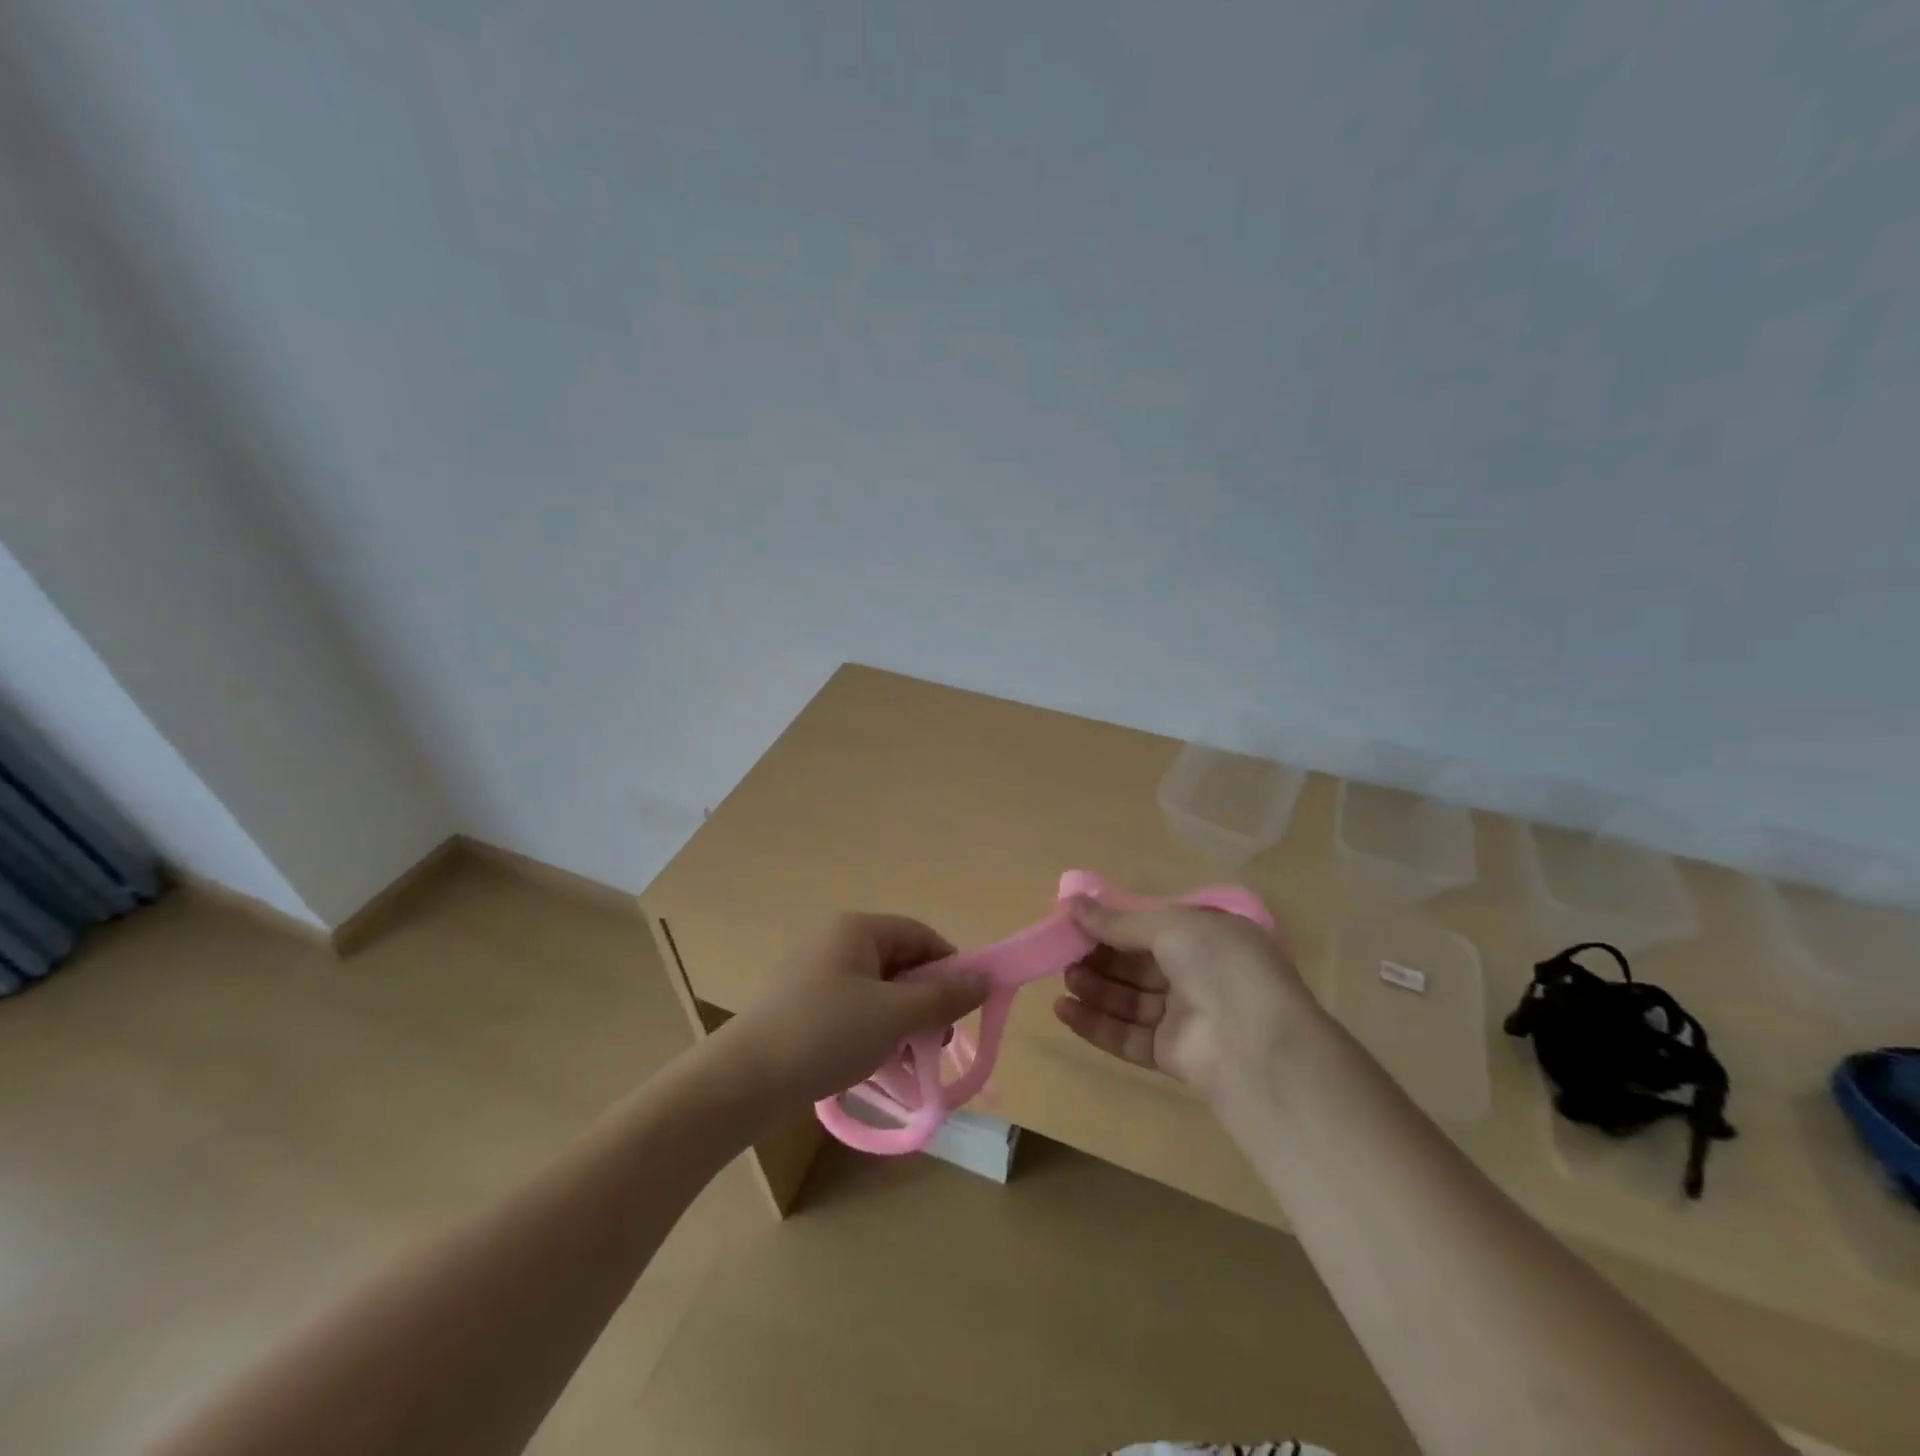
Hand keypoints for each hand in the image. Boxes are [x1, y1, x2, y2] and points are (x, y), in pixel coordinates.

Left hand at [727, 913, 989, 1105]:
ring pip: (878, 992)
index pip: (920, 935)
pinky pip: (853, 1011)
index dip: (950, 967)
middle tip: (936, 1043)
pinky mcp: (802, 1007)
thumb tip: (984, 979)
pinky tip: (878, 1067)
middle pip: (899, 964)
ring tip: (909, 1063)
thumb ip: (943, 997)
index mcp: (857, 930)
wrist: (742, 1081)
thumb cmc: (825, 1034)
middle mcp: (835, 942)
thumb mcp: (894, 1016)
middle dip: (925, 1002)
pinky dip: (873, 1033)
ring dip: (901, 1023)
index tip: (964, 1009)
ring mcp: (815, 975)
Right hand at [1052, 895, 1319, 1102]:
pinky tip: (1064, 1011)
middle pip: (1136, 964)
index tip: (1075, 921)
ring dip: (1094, 988)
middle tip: (1063, 952)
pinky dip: (1096, 1023)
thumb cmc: (1218, 965)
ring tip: (1063, 980)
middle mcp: (1197, 974)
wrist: (1257, 1045)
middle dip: (1100, 957)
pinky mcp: (1171, 1054)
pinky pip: (1127, 1035)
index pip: (1150, 927)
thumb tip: (1072, 904)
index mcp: (1205, 936)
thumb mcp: (1170, 926)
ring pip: (1129, 999)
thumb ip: (1119, 921)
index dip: (1113, 924)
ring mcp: (1185, 1016)